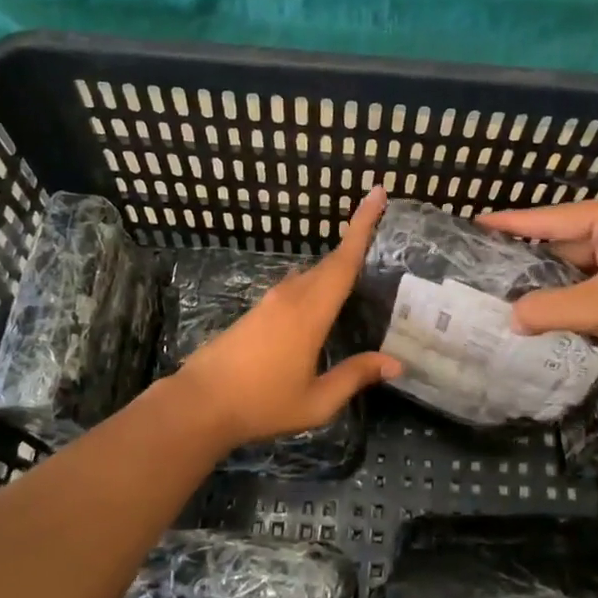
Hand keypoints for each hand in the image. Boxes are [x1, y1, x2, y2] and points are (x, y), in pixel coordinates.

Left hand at [169, 186, 400, 448]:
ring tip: (359, 273)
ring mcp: (270, 302)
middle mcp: (291, 297)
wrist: (200, 404)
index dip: (362, 226)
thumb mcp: (317, 401)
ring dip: (334, 267)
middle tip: (378, 227)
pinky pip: (296, 286)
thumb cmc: (262, 403)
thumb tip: (396, 363)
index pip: (344, 261)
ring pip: (311, 274)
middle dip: (355, 240)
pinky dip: (317, 284)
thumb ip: (355, 376)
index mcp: (310, 313)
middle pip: (330, 262)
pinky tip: (322, 303)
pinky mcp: (257, 311)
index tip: (376, 193)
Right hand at [478, 194, 597, 363]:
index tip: (476, 221)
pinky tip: (548, 308)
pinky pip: (595, 282)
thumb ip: (547, 309)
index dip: (511, 222)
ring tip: (510, 289)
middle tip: (490, 264)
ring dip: (553, 281)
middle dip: (531, 257)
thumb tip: (511, 319)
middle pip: (564, 240)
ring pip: (579, 265)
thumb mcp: (596, 307)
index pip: (550, 217)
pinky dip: (574, 295)